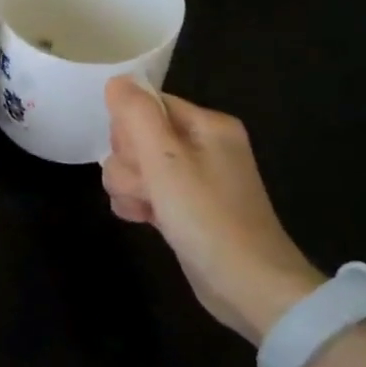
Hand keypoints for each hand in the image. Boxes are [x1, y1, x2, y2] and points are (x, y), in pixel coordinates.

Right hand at [101, 78, 324, 341]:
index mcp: (207, 125)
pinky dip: (139, 205)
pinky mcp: (186, 208)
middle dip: (129, 163)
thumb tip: (117, 81)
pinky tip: (145, 221)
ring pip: (136, 167)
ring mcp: (195, 179)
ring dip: (130, 188)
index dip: (129, 130)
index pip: (146, 104)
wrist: (249, 286)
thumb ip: (137, 115)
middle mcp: (203, 145)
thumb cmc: (207, 217)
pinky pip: (147, 191)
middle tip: (147, 188)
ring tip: (147, 209)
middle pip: (137, 136)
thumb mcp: (165, 160)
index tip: (137, 157)